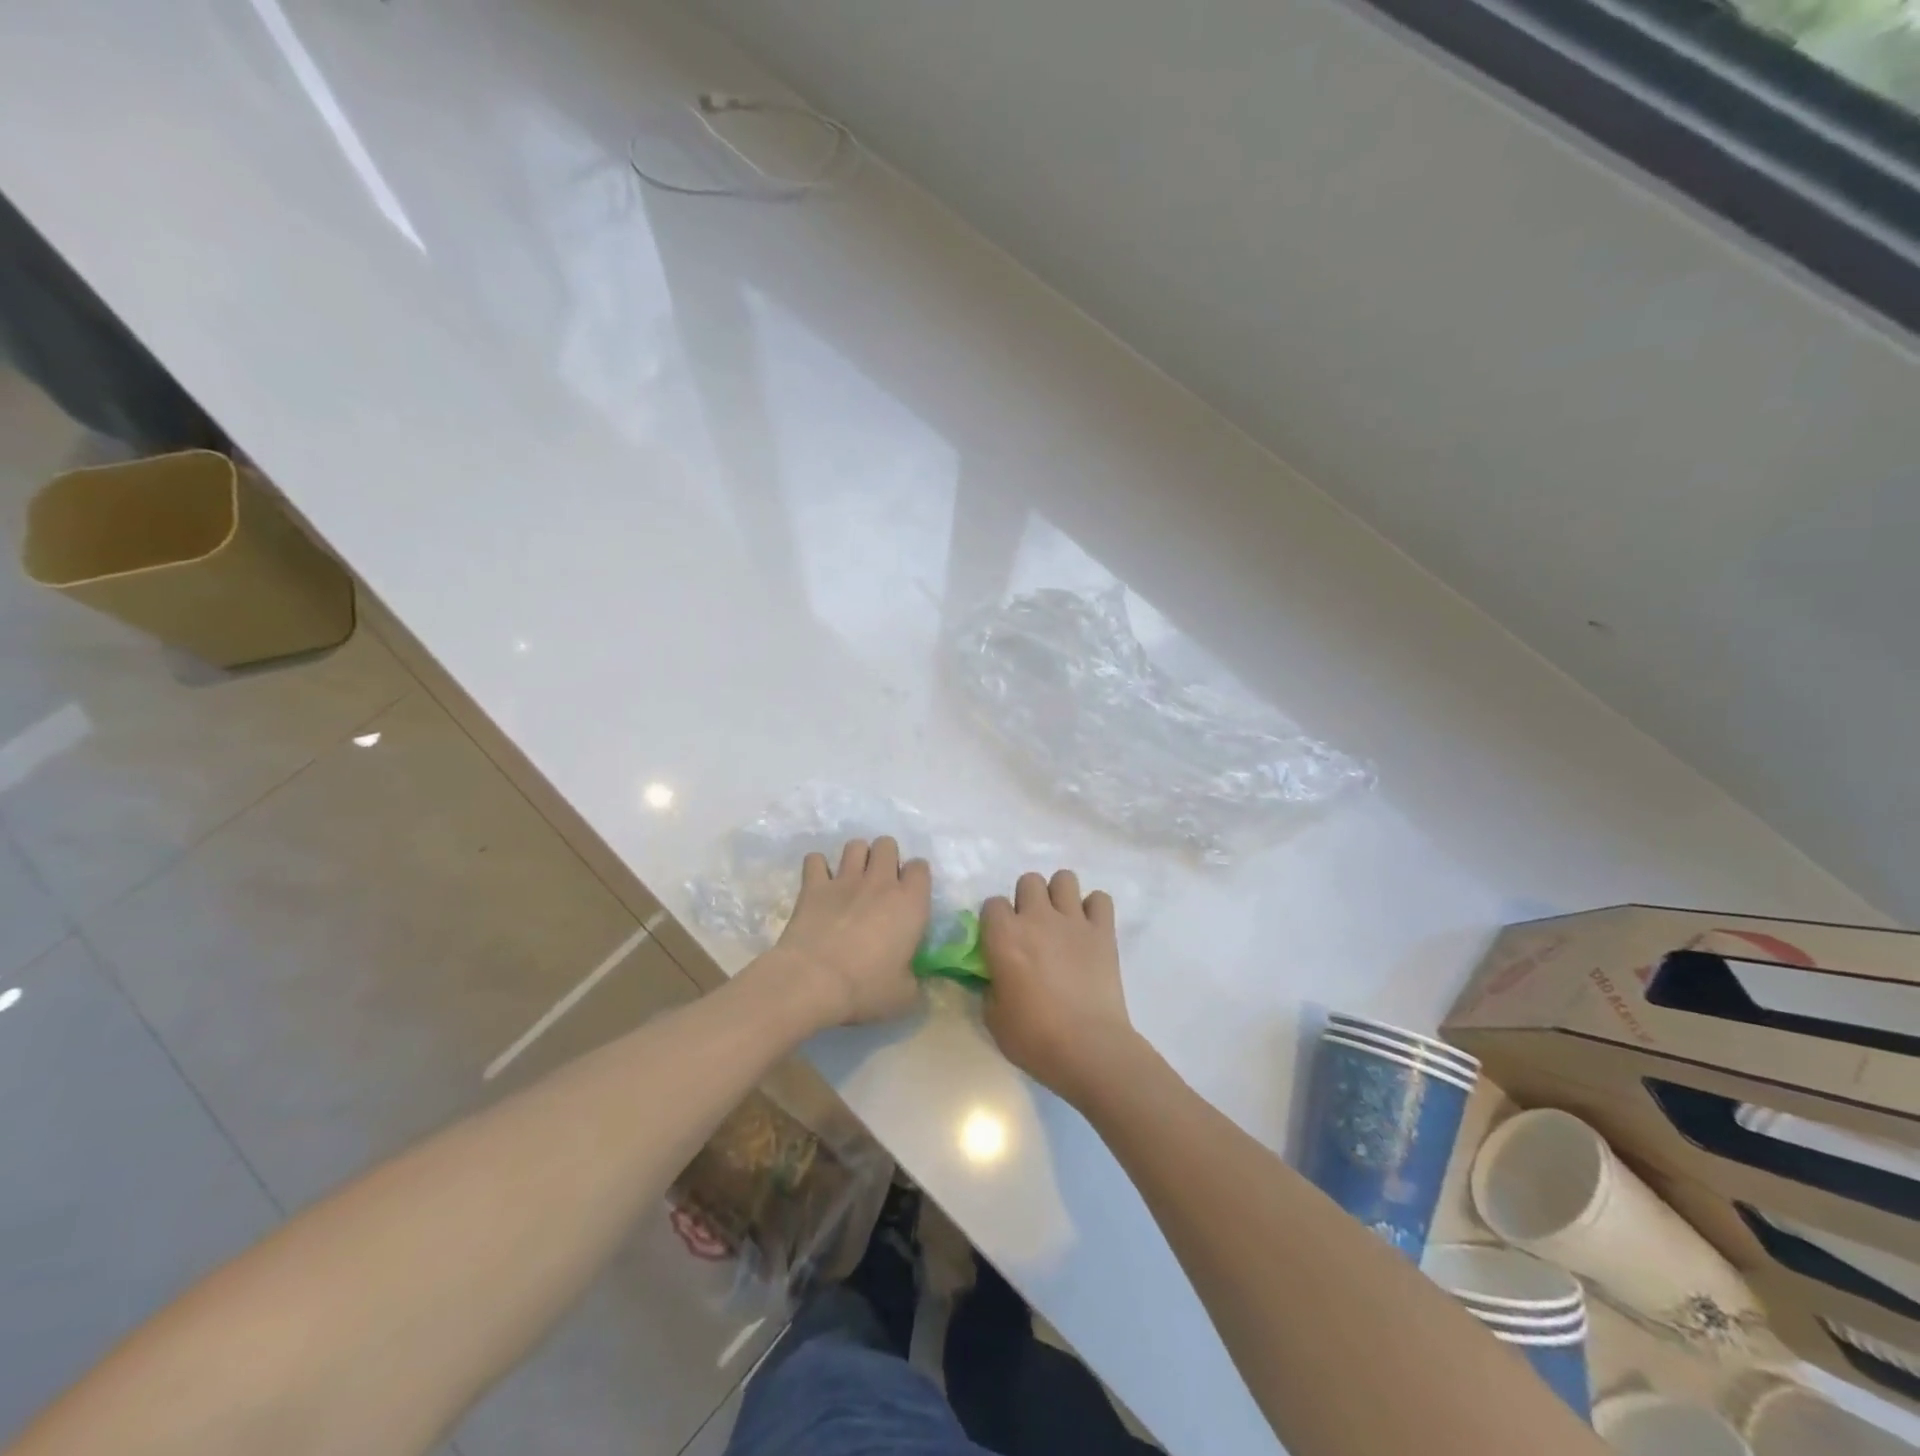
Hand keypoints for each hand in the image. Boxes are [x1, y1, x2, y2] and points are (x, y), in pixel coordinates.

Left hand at [769, 837, 930, 1027]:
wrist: (813, 981)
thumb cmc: (865, 988)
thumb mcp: (904, 997)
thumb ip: (914, 982)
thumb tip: (912, 980)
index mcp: (910, 903)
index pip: (921, 867)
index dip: (916, 877)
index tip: (910, 894)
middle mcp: (880, 882)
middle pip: (887, 844)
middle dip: (886, 857)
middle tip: (880, 883)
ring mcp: (845, 879)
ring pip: (855, 845)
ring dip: (856, 857)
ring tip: (852, 878)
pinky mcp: (813, 885)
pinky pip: (815, 859)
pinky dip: (818, 867)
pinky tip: (820, 883)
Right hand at [981, 870, 1142, 1104]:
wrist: (1089, 1048)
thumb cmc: (1034, 1037)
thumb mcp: (993, 1017)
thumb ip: (990, 985)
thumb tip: (996, 975)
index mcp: (1004, 936)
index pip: (992, 903)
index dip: (994, 921)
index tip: (999, 941)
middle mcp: (1037, 918)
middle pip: (1029, 881)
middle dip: (1027, 900)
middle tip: (1031, 929)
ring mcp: (1073, 921)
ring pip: (1064, 878)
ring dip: (1059, 895)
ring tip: (1060, 921)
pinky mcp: (1103, 931)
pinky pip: (1100, 899)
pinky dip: (1094, 909)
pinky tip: (1088, 929)